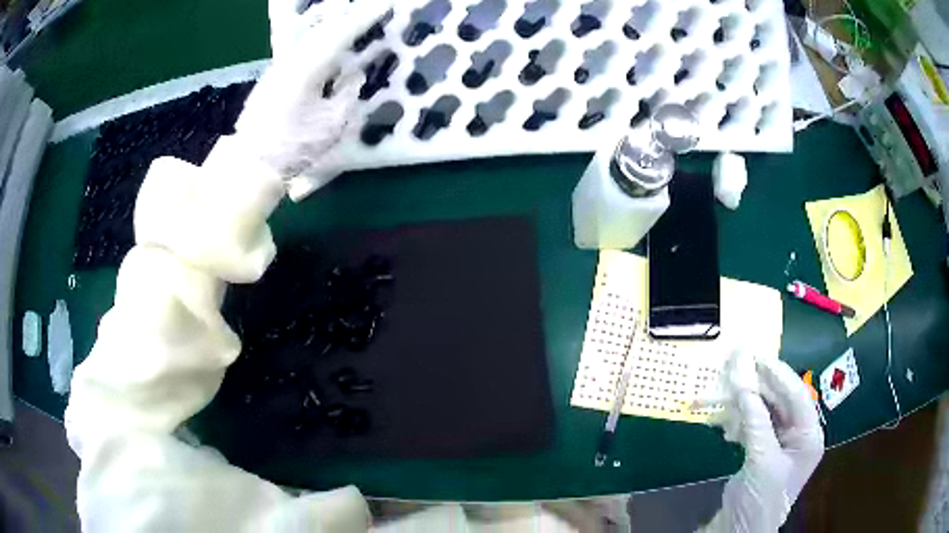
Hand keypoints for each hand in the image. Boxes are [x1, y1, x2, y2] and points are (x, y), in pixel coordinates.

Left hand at [236, 0, 391, 196]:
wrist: (252, 162)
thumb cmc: (295, 146)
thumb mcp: (332, 123)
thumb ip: (347, 92)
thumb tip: (354, 72)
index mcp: (310, 67)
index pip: (342, 33)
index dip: (364, 18)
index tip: (384, 6)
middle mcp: (293, 59)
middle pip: (323, 27)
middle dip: (348, 15)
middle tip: (369, 7)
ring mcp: (280, 65)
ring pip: (308, 32)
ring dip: (329, 20)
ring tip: (345, 12)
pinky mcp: (273, 75)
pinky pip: (298, 43)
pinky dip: (314, 33)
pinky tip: (320, 32)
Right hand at [703, 353, 824, 531]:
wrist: (740, 530)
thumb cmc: (761, 500)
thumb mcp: (762, 462)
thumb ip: (756, 423)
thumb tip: (744, 386)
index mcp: (808, 435)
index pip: (796, 395)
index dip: (777, 374)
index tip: (755, 356)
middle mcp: (797, 433)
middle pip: (777, 399)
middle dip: (754, 386)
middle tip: (734, 364)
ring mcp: (778, 440)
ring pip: (760, 410)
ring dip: (738, 404)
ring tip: (716, 397)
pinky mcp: (761, 448)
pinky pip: (750, 424)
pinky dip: (736, 420)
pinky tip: (723, 423)